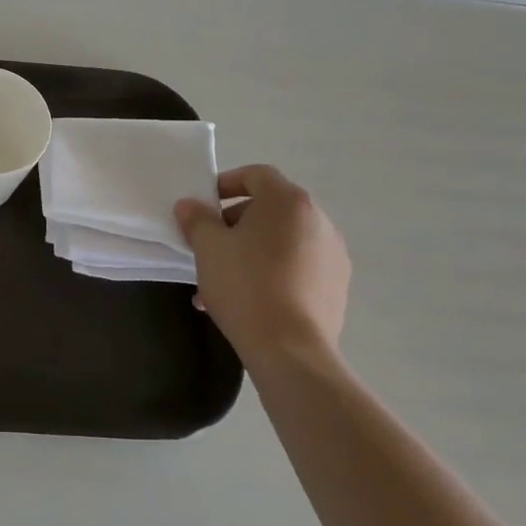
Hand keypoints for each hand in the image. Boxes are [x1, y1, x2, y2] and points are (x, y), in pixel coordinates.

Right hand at [175, 165, 350, 370]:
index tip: (204, 205)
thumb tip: (189, 205)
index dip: (226, 183)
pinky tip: (247, 300)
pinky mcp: (336, 286)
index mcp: (289, 202)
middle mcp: (318, 221)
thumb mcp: (208, 247)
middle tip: (209, 245)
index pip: (256, 175)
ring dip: (251, 251)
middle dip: (235, 222)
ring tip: (222, 280)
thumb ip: (196, 219)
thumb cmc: (245, 285)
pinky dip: (271, 272)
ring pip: (281, 241)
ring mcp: (333, 255)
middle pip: (270, 209)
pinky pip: (297, 267)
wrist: (290, 350)